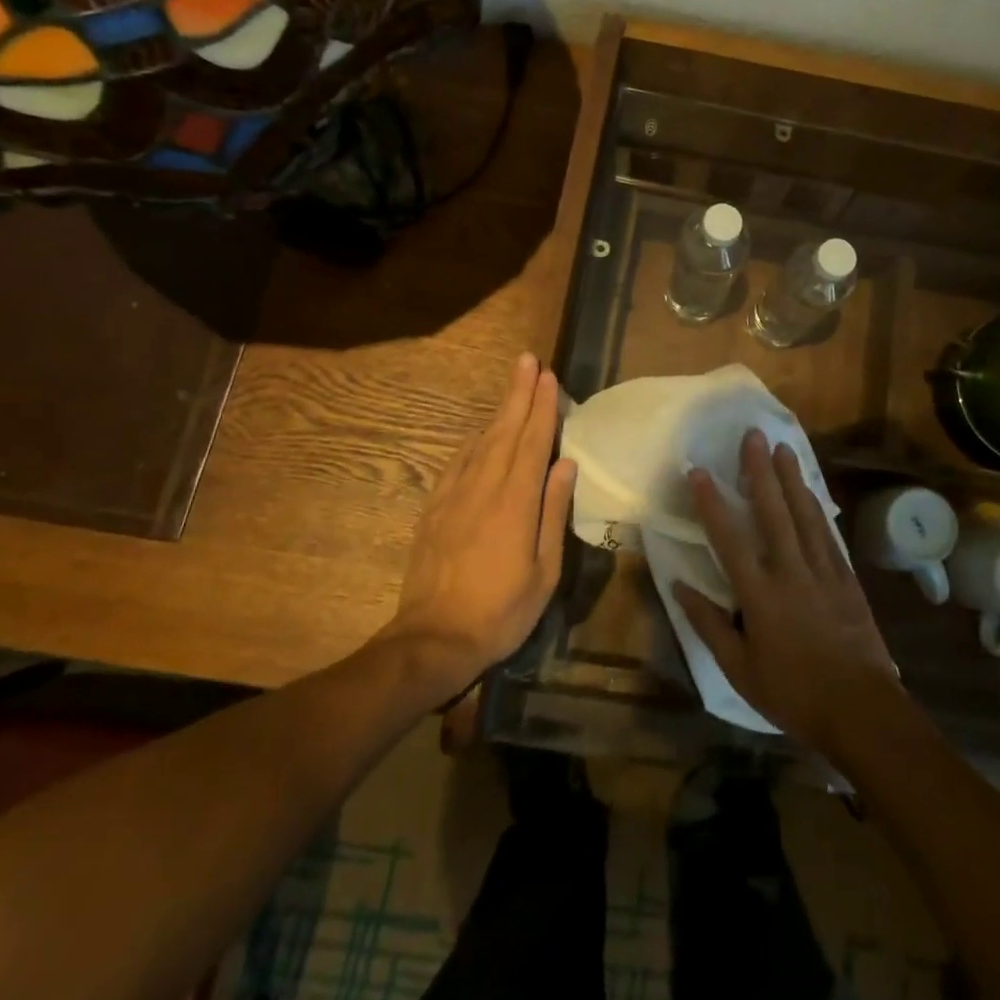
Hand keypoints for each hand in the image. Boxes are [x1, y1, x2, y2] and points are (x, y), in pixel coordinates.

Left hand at [387, 352, 576, 692]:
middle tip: (527, 360)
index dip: (543, 407)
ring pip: (481, 441)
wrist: (434, 639)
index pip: (533, 442)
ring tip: (512, 386)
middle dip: (518, 393)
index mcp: (516, 502)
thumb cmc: (502, 610)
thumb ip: (553, 512)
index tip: (548, 377)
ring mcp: (455, 496)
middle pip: (505, 430)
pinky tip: (480, 433)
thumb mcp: (544, 570)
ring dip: (498, 411)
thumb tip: (565, 465)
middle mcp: (484, 487)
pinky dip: (473, 440)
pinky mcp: (435, 509)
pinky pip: (457, 462)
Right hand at [674, 430, 898, 754]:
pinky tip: (811, 492)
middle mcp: (791, 571)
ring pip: (804, 514)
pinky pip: (827, 534)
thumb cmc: (793, 694)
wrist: (861, 710)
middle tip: (753, 435)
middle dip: (760, 471)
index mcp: (760, 594)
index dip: (711, 503)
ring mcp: (823, 571)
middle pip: (773, 511)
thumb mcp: (740, 670)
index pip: (729, 539)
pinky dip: (817, 508)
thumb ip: (710, 625)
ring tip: (782, 448)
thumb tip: (681, 588)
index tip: (698, 471)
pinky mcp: (847, 579)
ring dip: (791, 479)